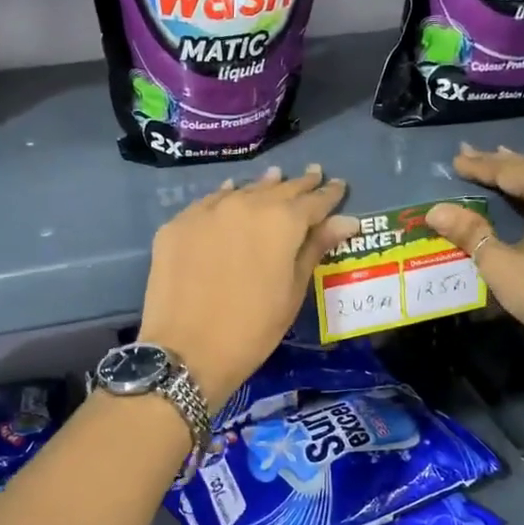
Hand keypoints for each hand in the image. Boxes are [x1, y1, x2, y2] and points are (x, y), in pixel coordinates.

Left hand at [140, 165, 357, 405]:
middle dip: (299, 185)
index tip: (338, 186)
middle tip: (314, 173)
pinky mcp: (177, 224)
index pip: (314, 200)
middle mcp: (245, 204)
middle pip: (278, 189)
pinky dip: (225, 198)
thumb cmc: (252, 329)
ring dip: (262, 187)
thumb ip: (315, 248)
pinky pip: (209, 202)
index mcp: (281, 221)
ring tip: (275, 179)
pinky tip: (230, 194)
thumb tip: (346, 220)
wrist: (186, 350)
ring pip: (243, 191)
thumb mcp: (293, 291)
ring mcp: (207, 211)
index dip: (329, 194)